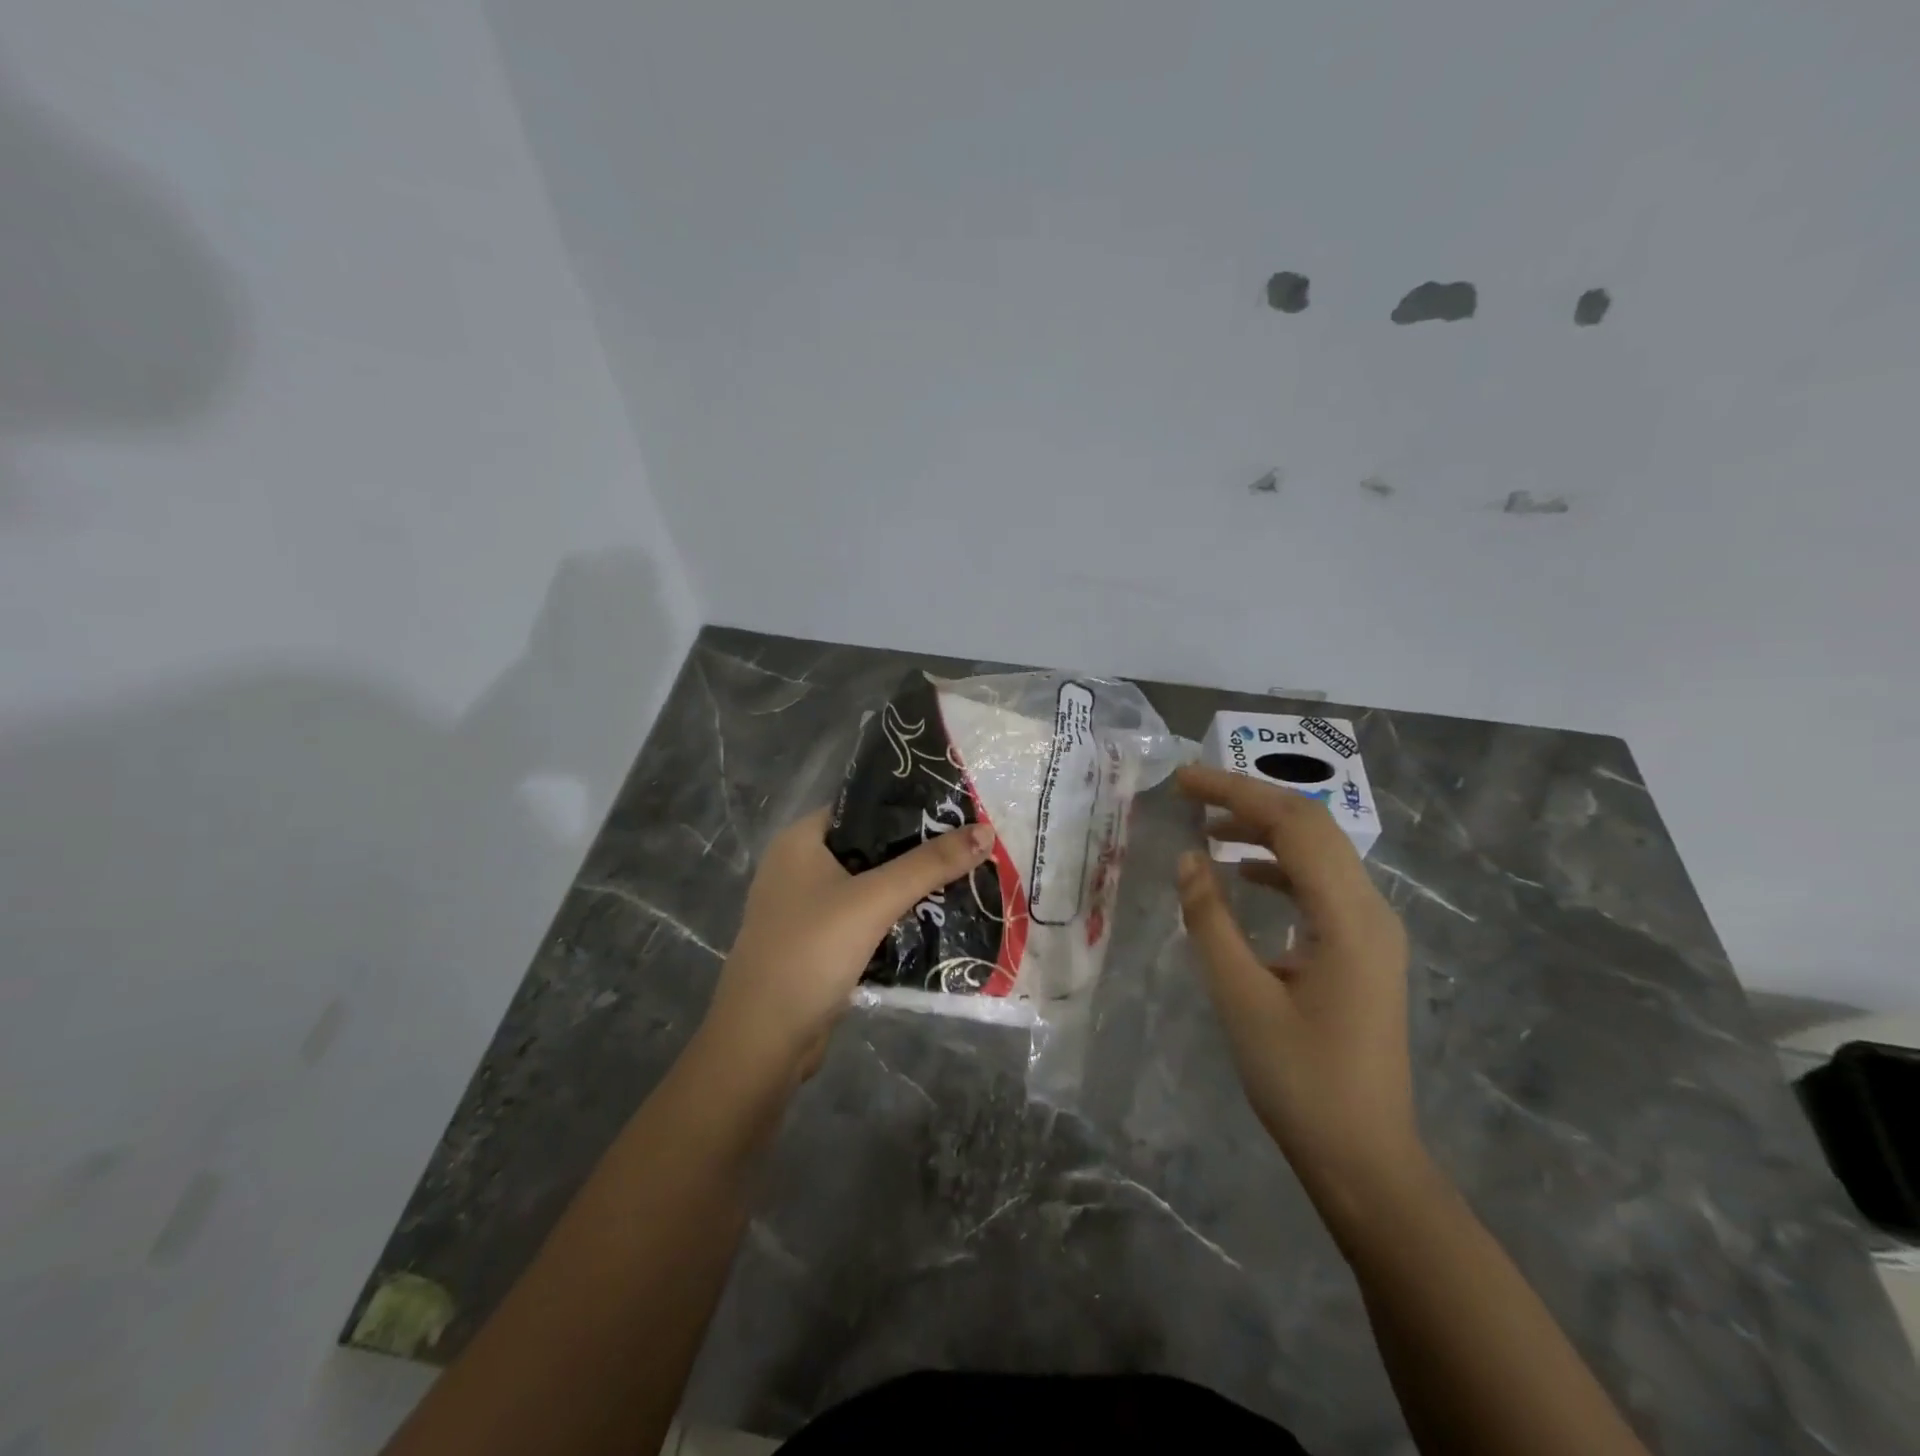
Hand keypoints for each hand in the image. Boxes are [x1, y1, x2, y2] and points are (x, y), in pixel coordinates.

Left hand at [702, 806, 994, 1077]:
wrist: (763, 1041)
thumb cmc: (811, 952)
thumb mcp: (874, 901)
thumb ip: (929, 865)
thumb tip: (985, 831)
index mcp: (800, 841)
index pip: (862, 807)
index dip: (908, 807)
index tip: (956, 812)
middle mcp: (799, 867)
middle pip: (869, 848)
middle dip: (917, 851)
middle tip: (969, 849)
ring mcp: (806, 909)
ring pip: (869, 887)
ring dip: (909, 888)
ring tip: (963, 880)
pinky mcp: (817, 945)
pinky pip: (864, 920)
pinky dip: (894, 920)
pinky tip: (935, 921)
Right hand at [1174, 765, 1418, 1196]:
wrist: (1364, 1157)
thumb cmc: (1300, 1081)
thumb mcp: (1242, 998)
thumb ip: (1211, 921)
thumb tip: (1189, 859)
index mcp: (1349, 918)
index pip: (1293, 826)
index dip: (1236, 793)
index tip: (1183, 780)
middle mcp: (1371, 911)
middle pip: (1312, 827)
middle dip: (1249, 800)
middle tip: (1191, 791)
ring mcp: (1372, 931)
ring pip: (1318, 854)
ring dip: (1264, 831)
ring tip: (1207, 827)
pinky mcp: (1362, 950)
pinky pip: (1320, 886)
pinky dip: (1278, 866)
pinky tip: (1241, 875)